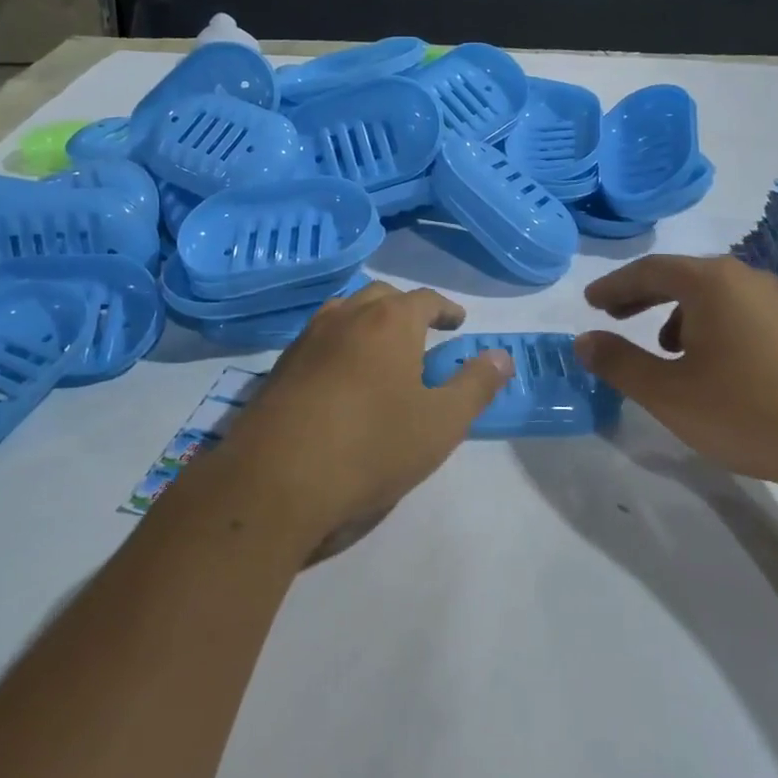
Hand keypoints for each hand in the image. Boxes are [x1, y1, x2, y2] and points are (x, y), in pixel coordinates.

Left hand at [217, 282, 512, 548]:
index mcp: (390, 322)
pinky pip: (318, 339)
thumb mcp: (440, 423)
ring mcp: (307, 339)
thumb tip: (502, 356)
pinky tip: (340, 377)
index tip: (457, 323)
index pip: (425, 299)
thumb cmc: (371, 447)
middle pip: (382, 296)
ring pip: (344, 312)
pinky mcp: (279, 367)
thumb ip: (475, 385)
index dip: (446, 309)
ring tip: (381, 350)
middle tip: (422, 334)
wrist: (274, 481)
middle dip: (406, 309)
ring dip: (367, 321)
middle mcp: (346, 316)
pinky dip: (338, 343)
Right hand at [574, 254, 777, 495]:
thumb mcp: (668, 393)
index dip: (614, 286)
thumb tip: (583, 340)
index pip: (649, 270)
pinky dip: (713, 326)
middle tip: (614, 313)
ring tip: (664, 348)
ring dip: (679, 313)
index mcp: (711, 283)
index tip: (590, 302)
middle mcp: (747, 279)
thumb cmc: (747, 411)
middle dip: (643, 295)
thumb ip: (619, 363)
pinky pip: (741, 313)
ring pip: (715, 296)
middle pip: (683, 276)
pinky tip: (715, 365)